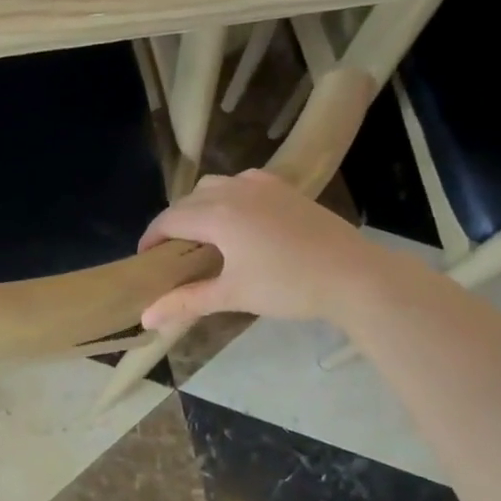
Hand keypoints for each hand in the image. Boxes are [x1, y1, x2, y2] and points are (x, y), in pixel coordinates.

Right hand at [137, 170, 382, 330]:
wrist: (355, 275)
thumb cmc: (288, 286)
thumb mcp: (233, 295)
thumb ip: (186, 301)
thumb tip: (146, 318)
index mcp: (217, 214)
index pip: (169, 220)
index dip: (151, 239)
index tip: (145, 260)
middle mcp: (234, 191)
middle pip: (188, 201)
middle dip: (173, 224)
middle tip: (172, 255)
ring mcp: (261, 185)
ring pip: (214, 186)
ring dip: (198, 206)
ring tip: (203, 235)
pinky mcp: (284, 188)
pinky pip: (241, 182)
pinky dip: (227, 196)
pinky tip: (239, 219)